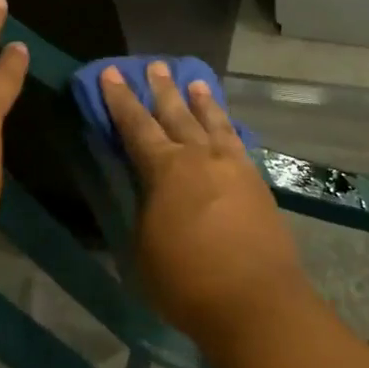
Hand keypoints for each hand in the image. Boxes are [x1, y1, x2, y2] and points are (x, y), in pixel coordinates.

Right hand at [99, 63, 309, 351]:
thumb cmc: (187, 281)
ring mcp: (234, 167)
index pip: (136, 126)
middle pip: (177, 114)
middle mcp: (200, 157)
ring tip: (196, 82)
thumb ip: (145, 211)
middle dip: (162, 89)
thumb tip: (150, 195)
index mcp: (165, 169)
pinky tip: (228, 127)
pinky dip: (228, 128)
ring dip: (202, 101)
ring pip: (213, 123)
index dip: (120, 99)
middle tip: (155, 65)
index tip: (111, 73)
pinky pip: (238, 143)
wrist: (257, 302)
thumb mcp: (144, 248)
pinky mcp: (257, 183)